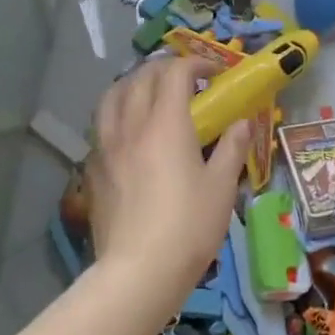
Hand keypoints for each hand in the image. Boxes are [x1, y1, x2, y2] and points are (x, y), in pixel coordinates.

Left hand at [86, 55, 250, 301]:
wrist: (138, 271)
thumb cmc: (188, 227)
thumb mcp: (221, 187)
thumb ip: (232, 148)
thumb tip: (242, 123)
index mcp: (165, 123)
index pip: (174, 72)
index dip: (196, 63)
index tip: (215, 73)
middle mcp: (131, 124)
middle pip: (141, 77)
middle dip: (165, 69)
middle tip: (187, 81)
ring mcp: (105, 145)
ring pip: (112, 95)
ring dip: (134, 84)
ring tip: (150, 95)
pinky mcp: (92, 168)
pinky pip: (101, 124)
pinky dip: (117, 112)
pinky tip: (128, 131)